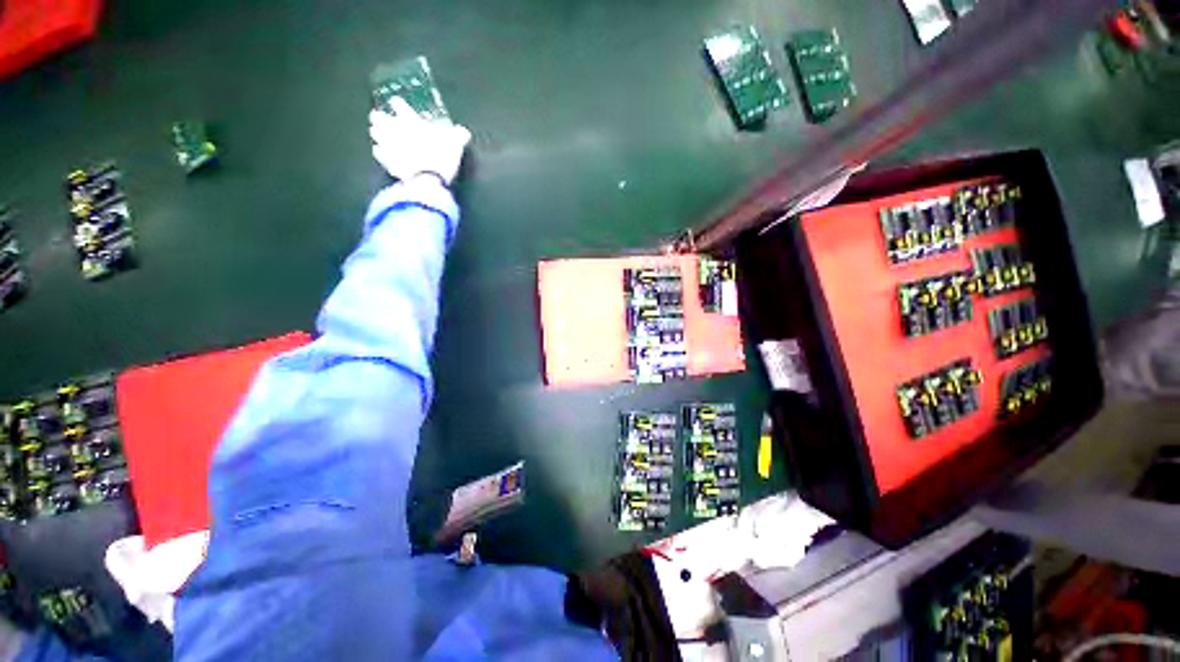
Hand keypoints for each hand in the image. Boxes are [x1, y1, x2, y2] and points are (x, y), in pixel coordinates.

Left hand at [369, 98, 471, 185]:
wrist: (427, 180)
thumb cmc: (441, 157)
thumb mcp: (455, 144)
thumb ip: (458, 136)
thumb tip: (464, 132)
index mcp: (411, 121)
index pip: (400, 106)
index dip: (398, 104)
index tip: (395, 102)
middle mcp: (396, 130)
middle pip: (380, 118)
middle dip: (380, 117)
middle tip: (379, 117)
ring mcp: (389, 146)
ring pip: (376, 134)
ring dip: (377, 132)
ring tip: (377, 132)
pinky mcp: (387, 162)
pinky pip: (379, 153)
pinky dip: (379, 152)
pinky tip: (380, 151)